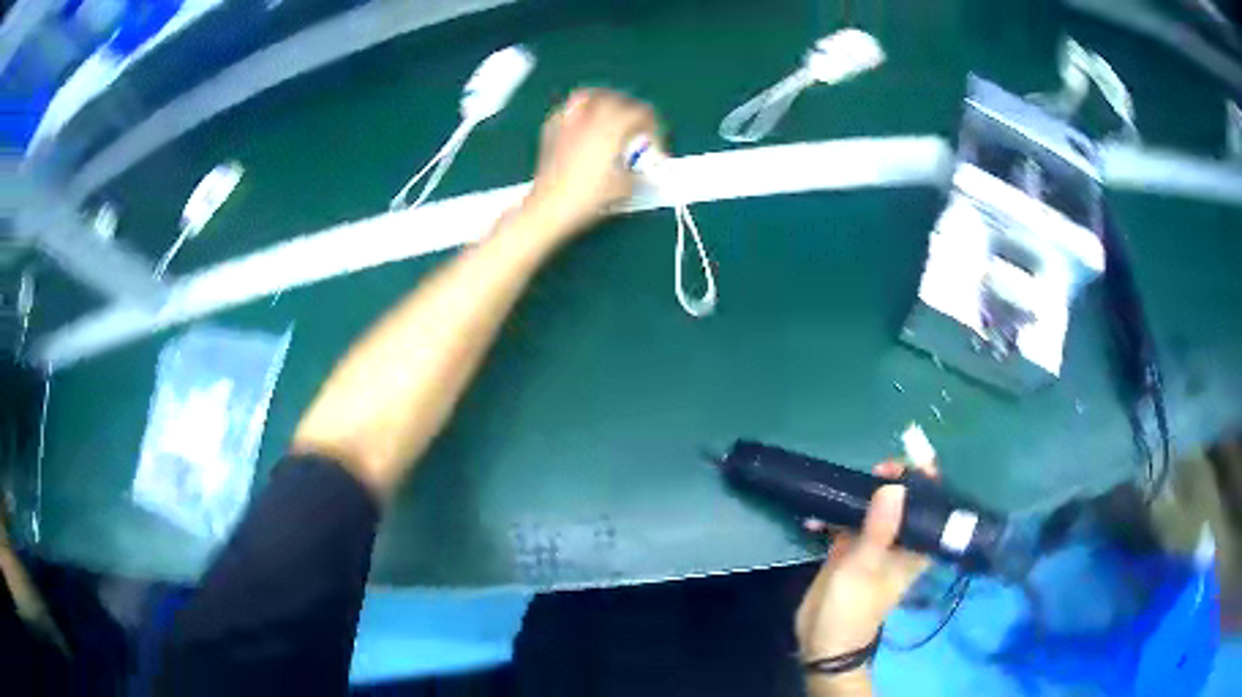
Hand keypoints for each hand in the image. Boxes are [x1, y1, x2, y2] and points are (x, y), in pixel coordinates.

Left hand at [523, 88, 659, 238]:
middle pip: (617, 98)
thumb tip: (643, 170)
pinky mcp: (551, 130)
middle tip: (636, 124)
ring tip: (610, 110)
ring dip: (604, 99)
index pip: (642, 113)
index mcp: (613, 128)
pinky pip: (566, 109)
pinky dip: (577, 110)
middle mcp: (591, 118)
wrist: (550, 206)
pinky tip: (580, 121)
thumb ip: (638, 173)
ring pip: (589, 96)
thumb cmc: (588, 197)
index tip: (654, 144)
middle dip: (630, 108)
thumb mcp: (624, 187)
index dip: (654, 127)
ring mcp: (569, 122)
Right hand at [795, 460, 937, 673]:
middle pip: (902, 501)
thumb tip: (893, 486)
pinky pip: (845, 520)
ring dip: (859, 494)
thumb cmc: (854, 607)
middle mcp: (898, 540)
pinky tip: (814, 515)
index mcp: (915, 546)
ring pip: (873, 507)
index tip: (910, 461)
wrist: (823, 642)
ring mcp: (872, 543)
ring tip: (842, 486)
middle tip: (876, 470)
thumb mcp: (866, 567)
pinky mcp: (847, 548)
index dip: (926, 480)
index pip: (931, 505)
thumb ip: (879, 529)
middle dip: (891, 481)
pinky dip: (833, 514)